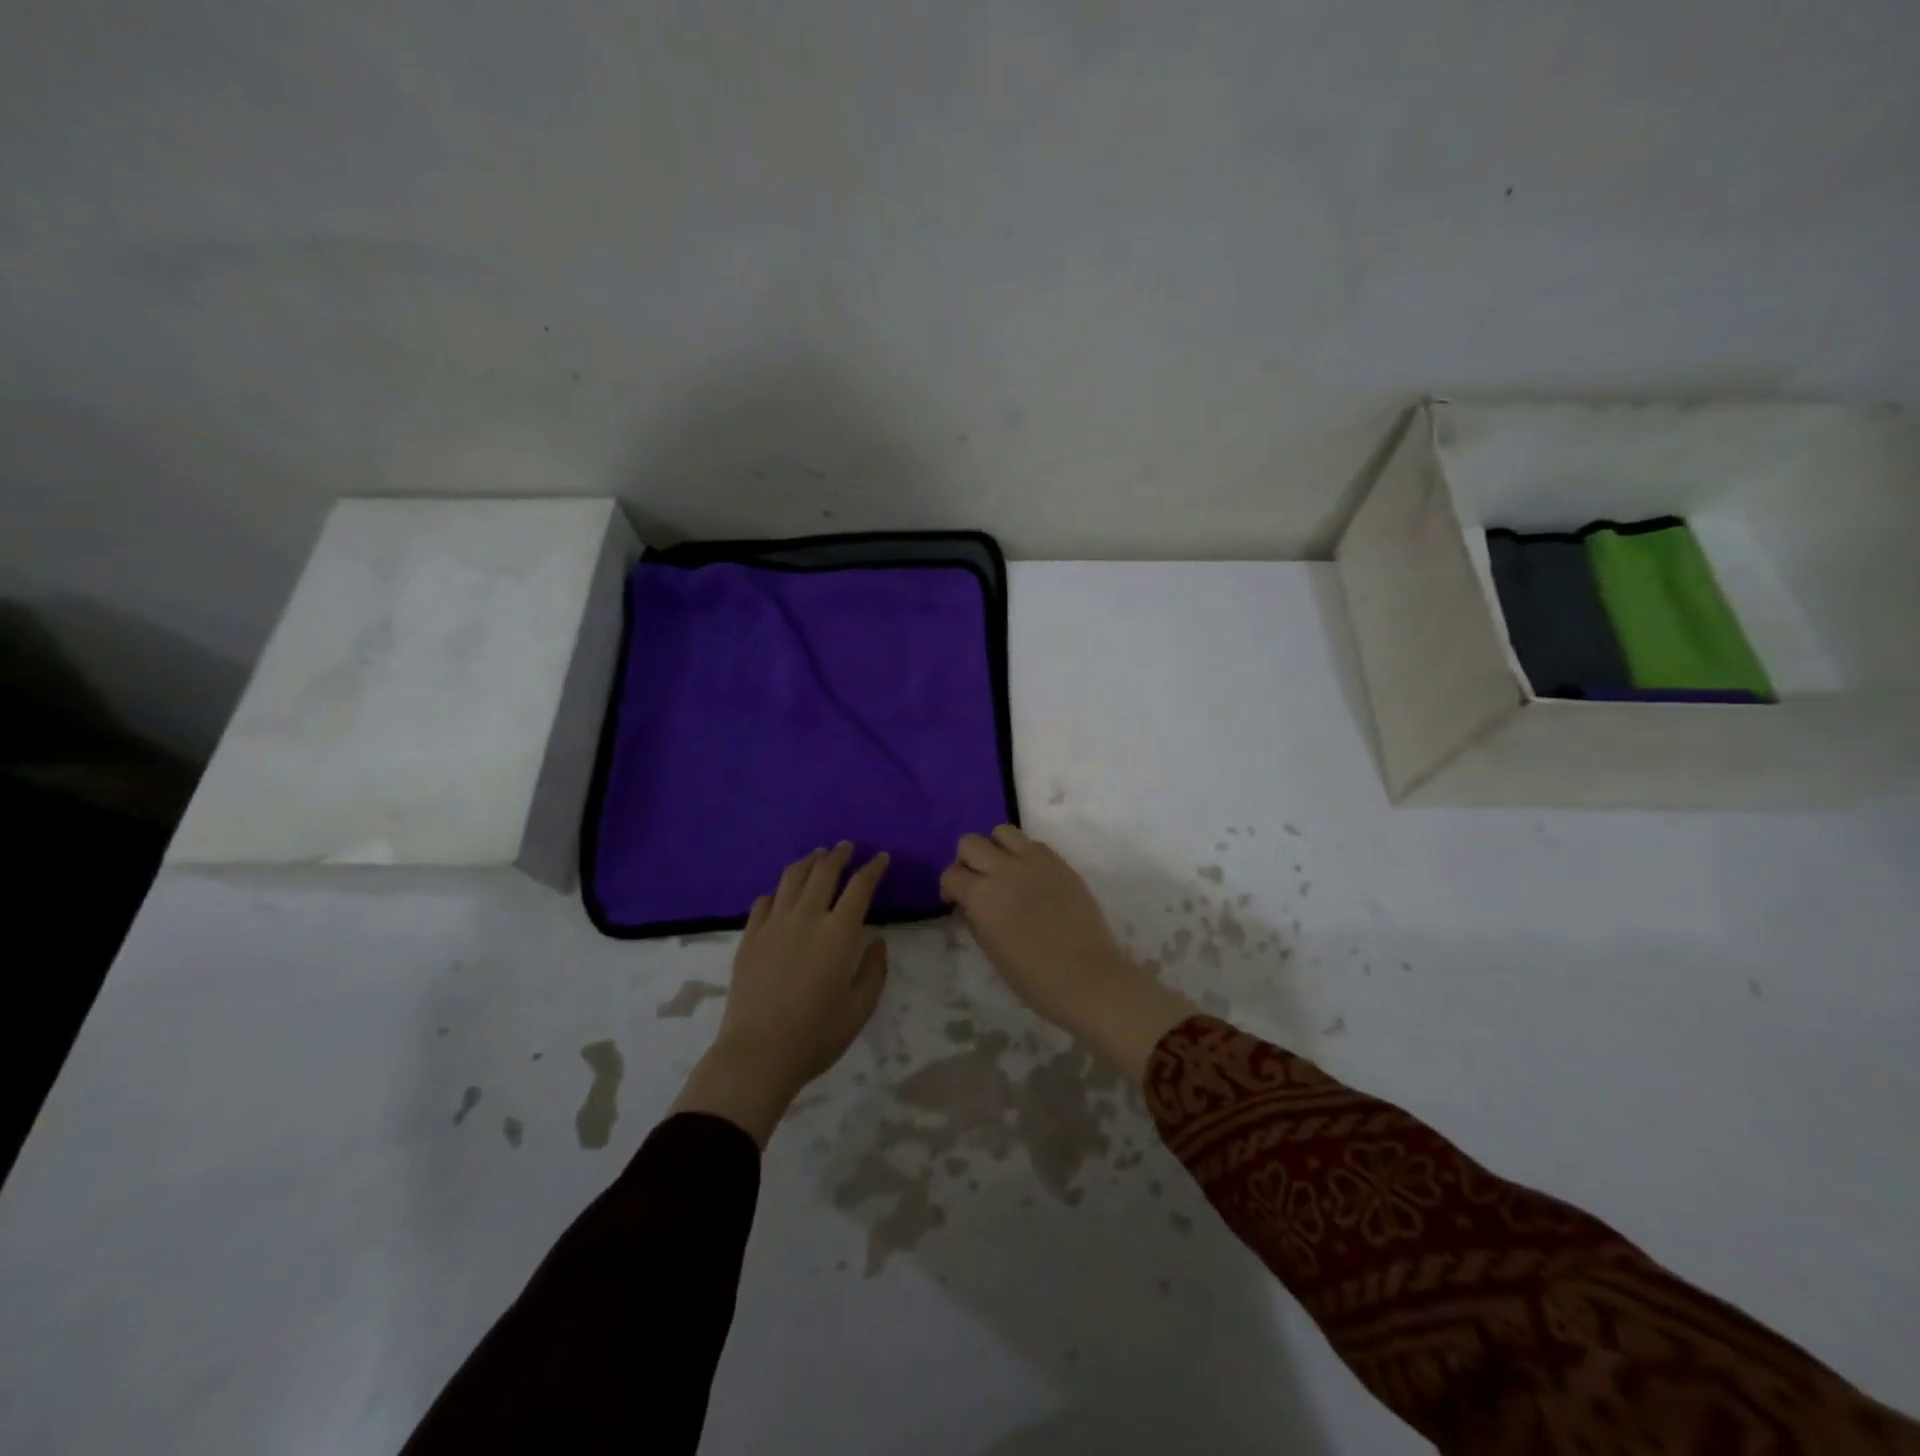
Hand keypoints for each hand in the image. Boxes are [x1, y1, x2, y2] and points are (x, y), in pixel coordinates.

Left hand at [671, 843, 889, 1145]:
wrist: (758, 1054)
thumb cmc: (817, 1035)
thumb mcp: (860, 1008)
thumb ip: (874, 970)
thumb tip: (878, 941)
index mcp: (839, 932)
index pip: (860, 886)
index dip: (873, 868)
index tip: (881, 857)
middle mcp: (806, 917)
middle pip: (824, 872)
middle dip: (839, 855)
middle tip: (847, 847)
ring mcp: (773, 924)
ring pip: (792, 878)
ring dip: (808, 862)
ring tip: (816, 857)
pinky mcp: (749, 936)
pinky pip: (764, 901)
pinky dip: (778, 891)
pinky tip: (781, 894)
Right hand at [940, 825, 1195, 1083]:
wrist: (1087, 977)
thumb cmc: (1033, 977)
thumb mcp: (991, 951)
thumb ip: (976, 918)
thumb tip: (971, 903)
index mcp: (982, 896)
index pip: (952, 874)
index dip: (949, 887)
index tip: (955, 901)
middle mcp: (1004, 869)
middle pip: (971, 842)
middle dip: (967, 860)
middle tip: (976, 881)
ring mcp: (1034, 862)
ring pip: (1003, 832)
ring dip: (995, 848)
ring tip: (1003, 870)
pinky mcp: (1060, 863)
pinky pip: (1033, 844)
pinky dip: (1024, 853)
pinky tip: (1030, 876)